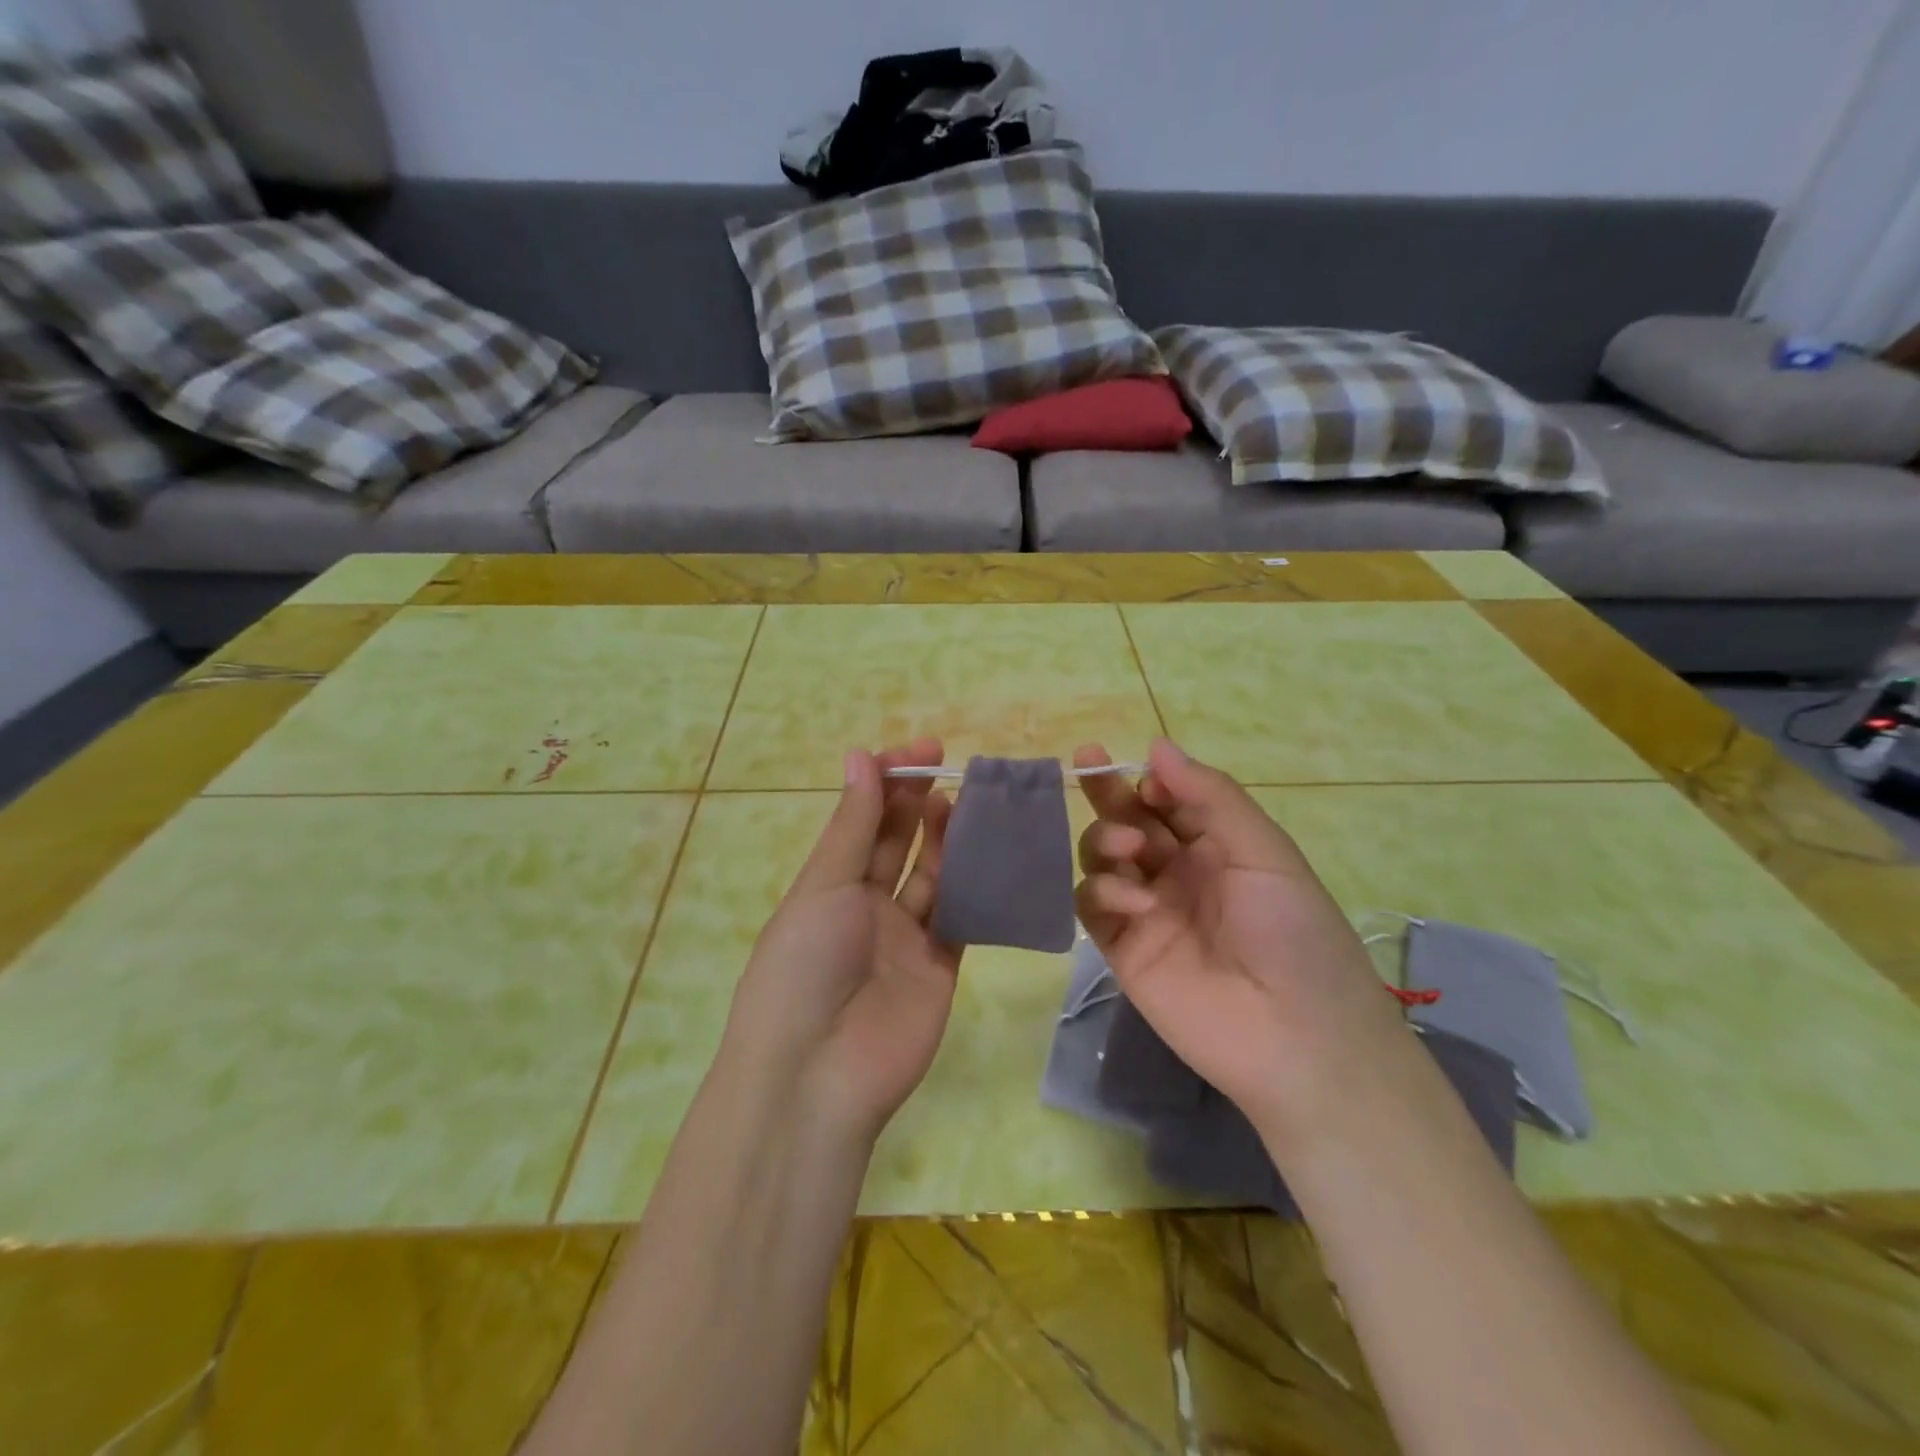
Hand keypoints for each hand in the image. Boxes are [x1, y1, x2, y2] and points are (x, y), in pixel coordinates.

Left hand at [719, 739, 961, 1144]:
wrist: (818, 1074)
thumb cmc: (803, 965)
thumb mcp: (822, 886)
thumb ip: (853, 825)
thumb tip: (860, 754)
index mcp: (829, 885)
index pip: (862, 821)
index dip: (887, 784)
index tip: (917, 752)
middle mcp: (867, 907)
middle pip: (898, 844)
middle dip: (918, 802)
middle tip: (946, 765)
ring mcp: (906, 937)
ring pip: (934, 875)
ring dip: (947, 838)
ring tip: (965, 802)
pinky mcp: (942, 966)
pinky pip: (962, 917)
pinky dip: (975, 885)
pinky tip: (990, 851)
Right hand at [1073, 738, 1413, 1152]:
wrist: (1297, 1036)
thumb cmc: (1293, 932)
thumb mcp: (1263, 850)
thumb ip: (1209, 795)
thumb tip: (1156, 745)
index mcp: (1216, 846)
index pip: (1166, 799)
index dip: (1148, 780)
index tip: (1143, 775)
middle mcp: (1176, 871)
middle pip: (1126, 820)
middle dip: (1108, 792)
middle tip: (1087, 761)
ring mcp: (1146, 909)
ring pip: (1101, 858)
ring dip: (1105, 840)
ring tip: (1131, 850)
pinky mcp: (1122, 948)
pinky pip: (1092, 905)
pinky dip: (1103, 892)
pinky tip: (1136, 903)